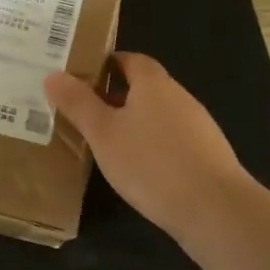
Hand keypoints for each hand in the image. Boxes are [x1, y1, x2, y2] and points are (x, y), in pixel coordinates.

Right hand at [44, 52, 246, 244]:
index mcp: (154, 84)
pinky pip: (173, 140)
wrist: (216, 210)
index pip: (131, 59)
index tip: (82, 76)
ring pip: (159, 115)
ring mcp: (199, 127)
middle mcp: (180, 97)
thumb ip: (78, 103)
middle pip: (145, 87)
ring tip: (107, 142)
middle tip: (85, 111)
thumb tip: (54, 75)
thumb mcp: (103, 133)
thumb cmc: (151, 163)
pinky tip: (139, 169)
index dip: (107, 63)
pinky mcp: (208, 156)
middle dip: (116, 95)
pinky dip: (153, 145)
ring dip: (135, 122)